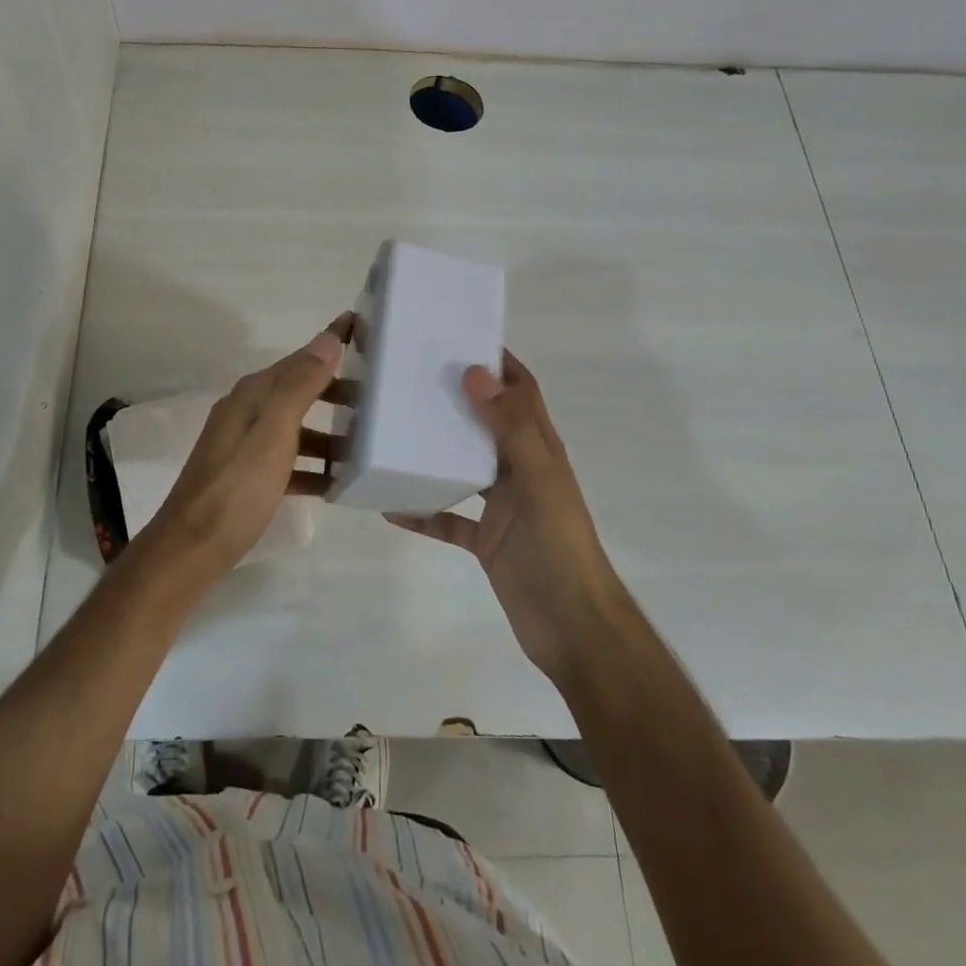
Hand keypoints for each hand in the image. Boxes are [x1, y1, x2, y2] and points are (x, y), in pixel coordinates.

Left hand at [144, 315, 350, 577]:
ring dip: (328, 433)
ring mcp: (245, 444)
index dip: (330, 343)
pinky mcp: (247, 476)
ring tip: (365, 445)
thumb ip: (300, 386)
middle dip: (335, 390)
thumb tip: (327, 339)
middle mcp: (247, 411)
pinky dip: (312, 466)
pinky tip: (334, 483)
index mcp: (253, 395)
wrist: (192, 548)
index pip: (300, 358)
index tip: (363, 327)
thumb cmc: (238, 488)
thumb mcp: (273, 433)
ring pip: (296, 427)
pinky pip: (288, 461)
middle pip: (299, 390)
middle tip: (378, 398)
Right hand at [386, 351, 626, 681]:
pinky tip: (392, 506)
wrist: (572, 628)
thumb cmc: (558, 546)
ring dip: (435, 451)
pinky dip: (425, 511)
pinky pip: (449, 519)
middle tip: (409, 377)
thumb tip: (475, 371)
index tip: (459, 337)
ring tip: (394, 431)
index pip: (521, 391)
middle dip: (456, 398)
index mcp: (538, 448)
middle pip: (486, 422)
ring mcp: (503, 506)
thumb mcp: (536, 480)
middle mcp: (520, 469)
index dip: (498, 362)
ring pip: (464, 467)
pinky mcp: (486, 540)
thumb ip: (509, 427)